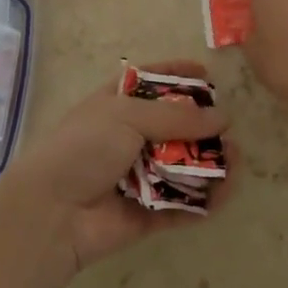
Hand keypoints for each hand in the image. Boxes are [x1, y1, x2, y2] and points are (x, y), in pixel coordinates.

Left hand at [0, 61, 235, 272]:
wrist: (53, 211)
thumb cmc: (84, 148)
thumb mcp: (127, 115)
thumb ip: (177, 115)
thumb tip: (222, 117)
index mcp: (116, 106)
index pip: (150, 82)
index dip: (177, 75)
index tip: (207, 73)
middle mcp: (129, 138)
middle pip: (175, 127)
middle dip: (204, 126)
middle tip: (229, 128)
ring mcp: (139, 177)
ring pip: (184, 167)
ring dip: (212, 163)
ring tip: (235, 161)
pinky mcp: (148, 214)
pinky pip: (183, 206)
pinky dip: (204, 201)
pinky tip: (224, 192)